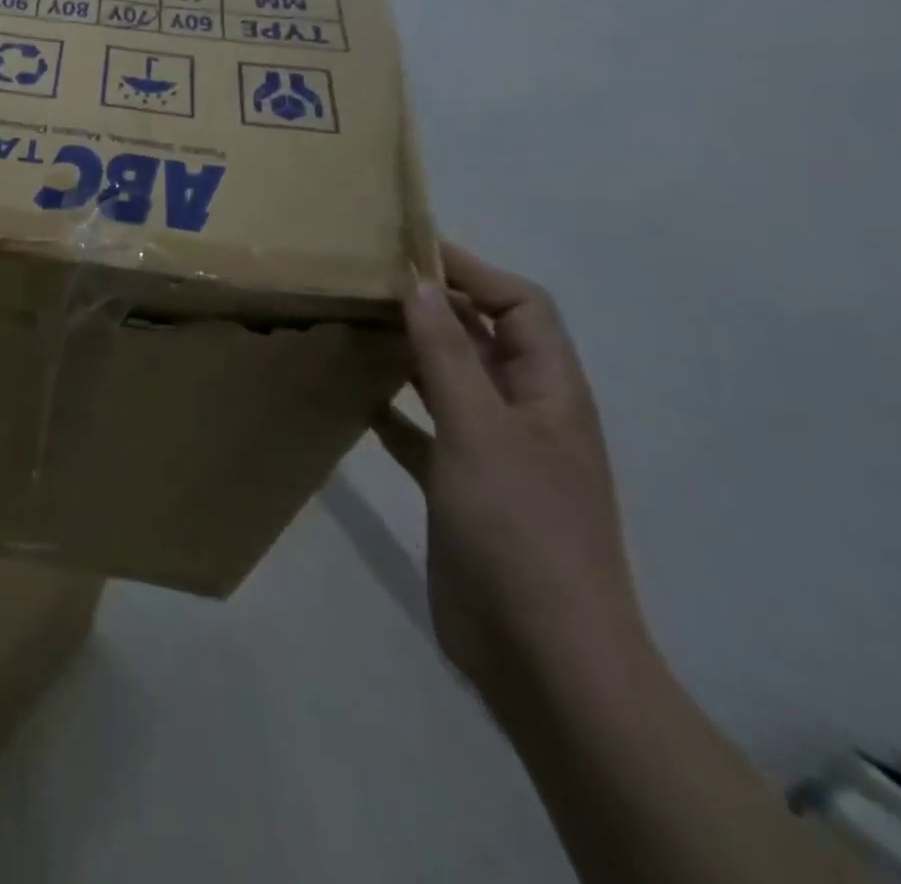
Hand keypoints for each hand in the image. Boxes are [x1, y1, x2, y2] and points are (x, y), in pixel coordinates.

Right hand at [377, 243, 646, 714]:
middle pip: (482, 338)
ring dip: (408, 351)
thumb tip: (419, 284)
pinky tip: (351, 395)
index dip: (472, 270)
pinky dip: (392, 408)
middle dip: (433, 305)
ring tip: (352, 324)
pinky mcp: (460, 485)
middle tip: (366, 279)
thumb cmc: (519, 529)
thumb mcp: (479, 430)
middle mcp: (524, 413)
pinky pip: (422, 429)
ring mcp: (492, 452)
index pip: (521, 306)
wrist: (540, 653)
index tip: (408, 248)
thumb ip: (446, 354)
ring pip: (448, 381)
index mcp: (549, 392)